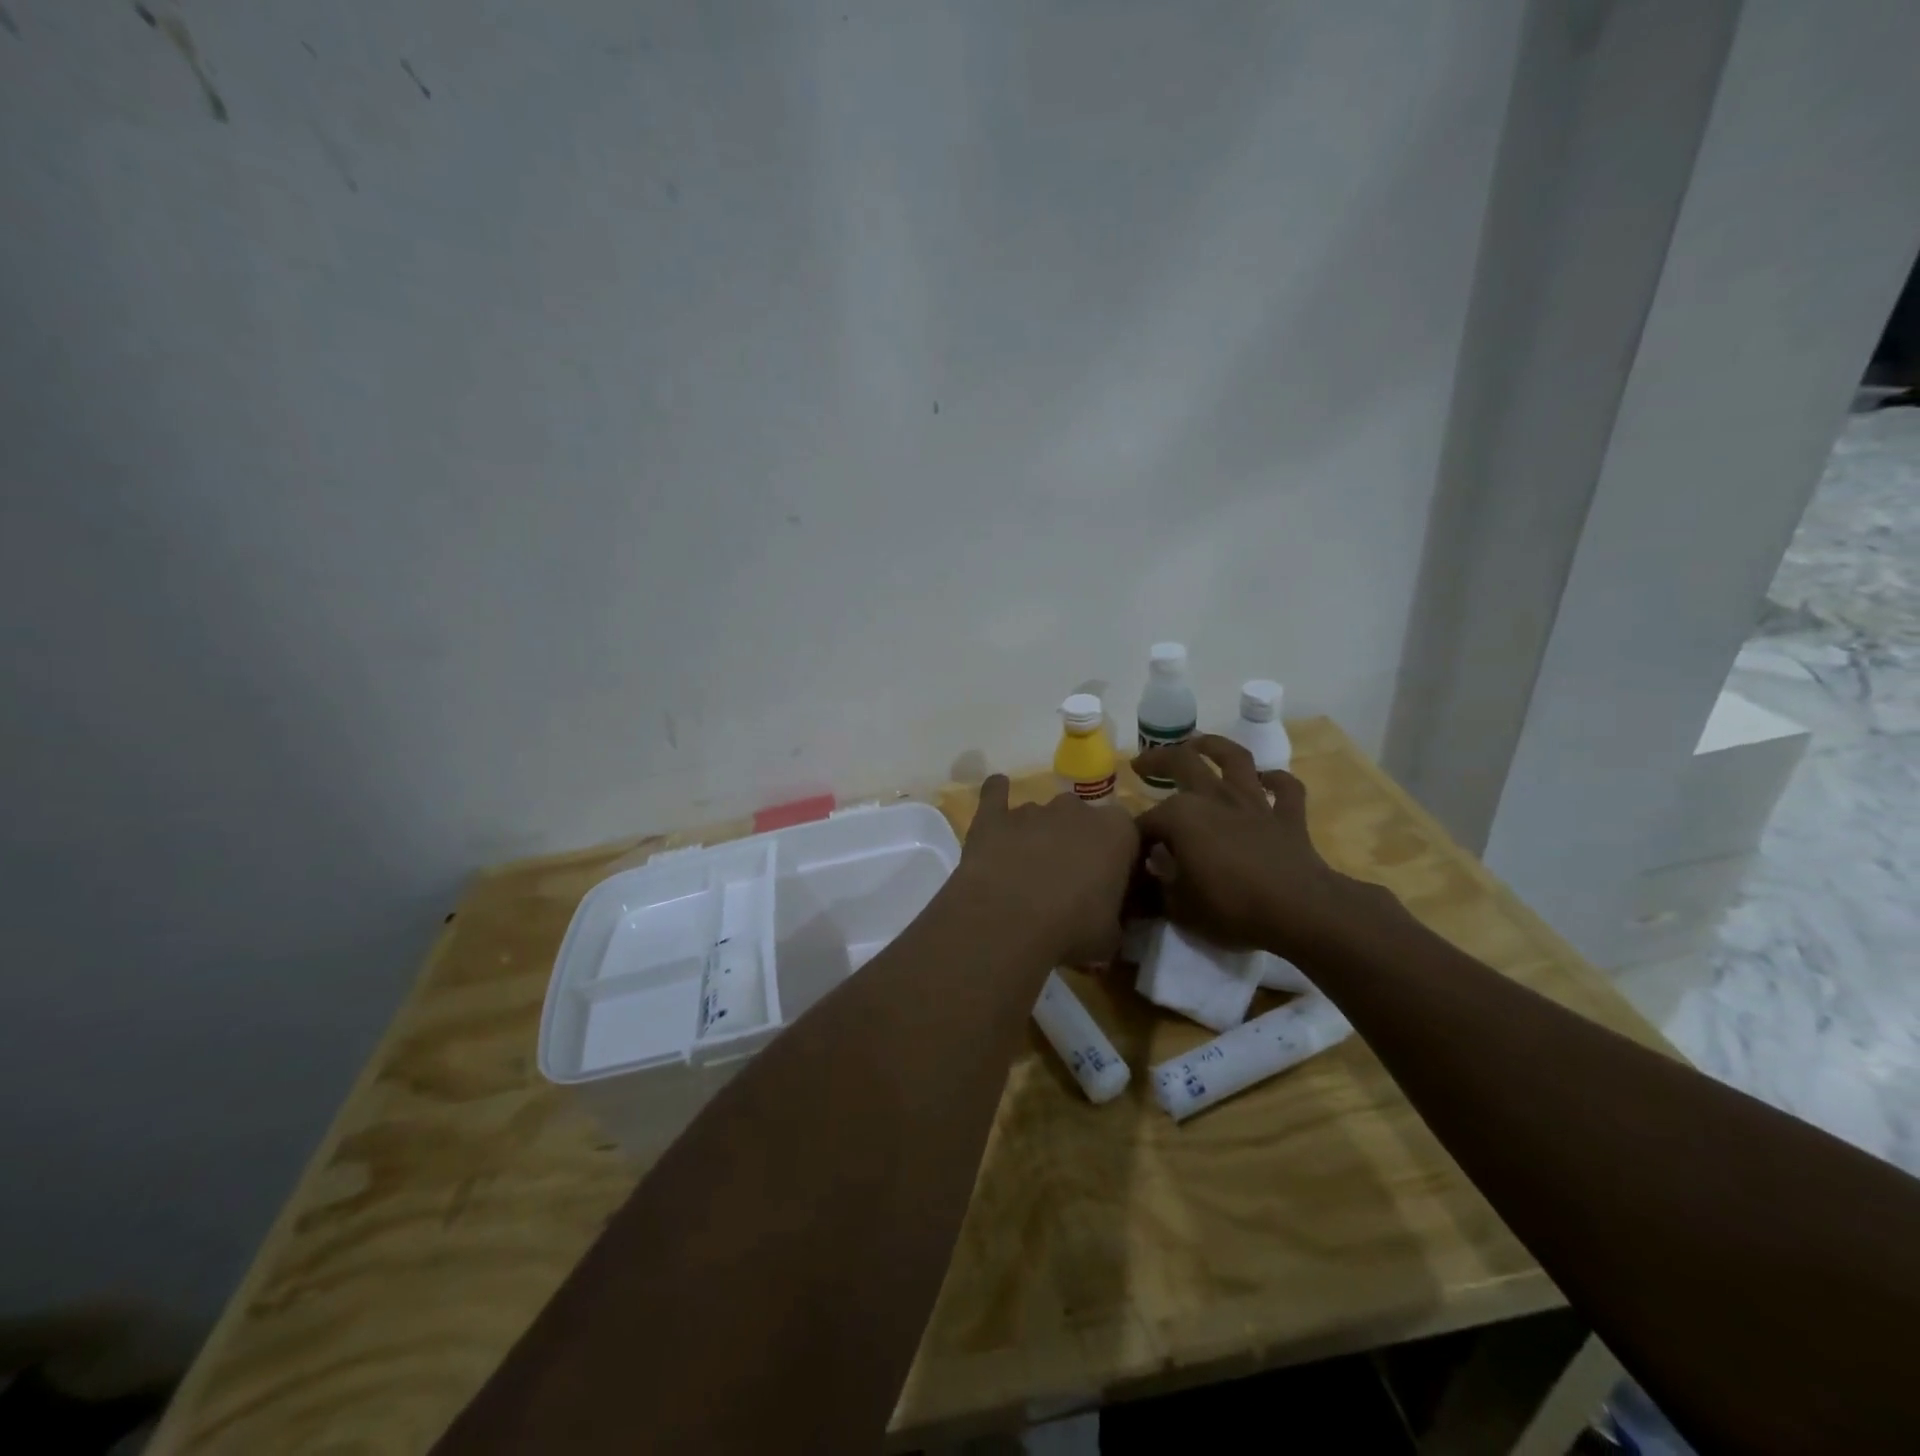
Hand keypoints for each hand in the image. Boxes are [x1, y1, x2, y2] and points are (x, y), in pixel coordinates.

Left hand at [952, 776, 1139, 965]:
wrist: (1006, 923)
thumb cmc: (1072, 930)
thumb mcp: (1112, 936)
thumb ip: (1116, 915)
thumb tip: (1109, 917)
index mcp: (1117, 831)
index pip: (1128, 836)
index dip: (1119, 859)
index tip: (1111, 884)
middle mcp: (1076, 809)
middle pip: (1082, 820)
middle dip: (1077, 843)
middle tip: (1068, 881)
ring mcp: (1032, 809)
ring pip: (1042, 815)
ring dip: (1039, 836)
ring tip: (1026, 873)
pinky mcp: (992, 816)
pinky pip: (995, 794)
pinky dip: (997, 796)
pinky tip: (997, 810)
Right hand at [1132, 736, 1377, 960]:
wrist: (1299, 911)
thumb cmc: (1231, 907)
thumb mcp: (1178, 907)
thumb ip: (1157, 886)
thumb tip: (1146, 874)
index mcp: (1180, 816)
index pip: (1147, 821)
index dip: (1135, 837)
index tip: (1132, 854)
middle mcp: (1214, 798)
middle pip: (1181, 764)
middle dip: (1156, 761)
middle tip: (1140, 765)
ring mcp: (1253, 803)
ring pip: (1234, 759)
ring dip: (1214, 746)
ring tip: (1198, 743)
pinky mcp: (1288, 816)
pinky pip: (1284, 789)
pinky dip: (1276, 780)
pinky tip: (1267, 779)